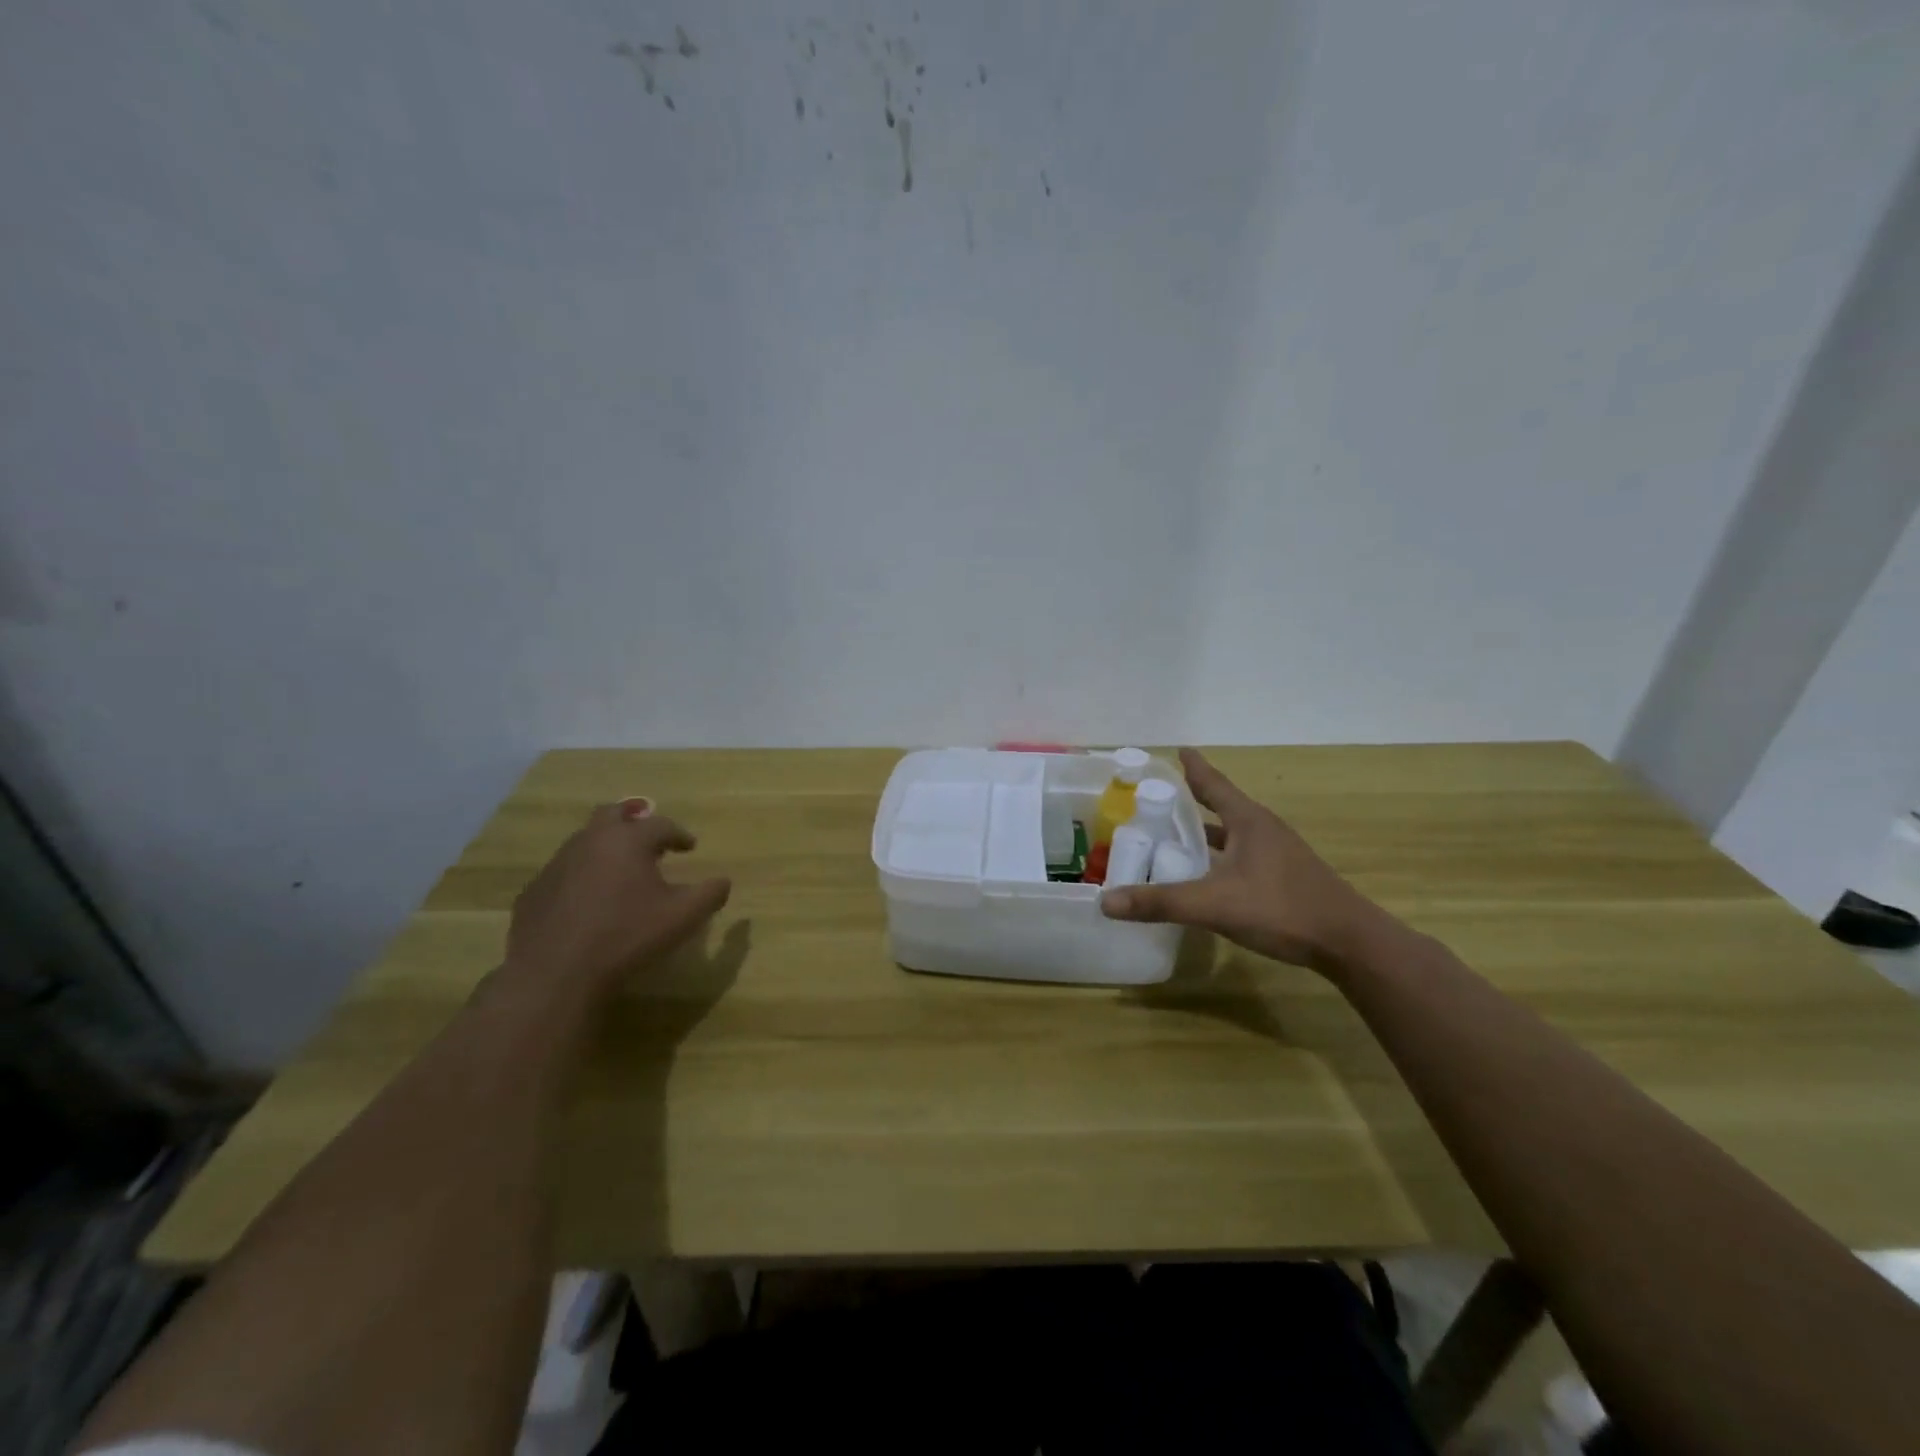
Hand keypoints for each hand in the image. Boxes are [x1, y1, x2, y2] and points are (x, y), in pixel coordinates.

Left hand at [503, 798, 731, 1003]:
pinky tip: (589, 901)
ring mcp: (556, 865)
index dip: (679, 835)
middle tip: (649, 840)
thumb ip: (710, 894)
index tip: (690, 847)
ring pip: (585, 842)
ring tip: (622, 871)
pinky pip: (564, 872)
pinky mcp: (534, 891)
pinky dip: (582, 876)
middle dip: (634, 822)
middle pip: (613, 815)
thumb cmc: (627, 936)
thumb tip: (723, 881)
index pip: (660, 825)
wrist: (555, 974)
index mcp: (628, 840)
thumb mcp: (683, 917)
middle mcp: (590, 841)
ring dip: (607, 848)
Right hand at [1099, 749, 1392, 973]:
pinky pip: (1240, 857)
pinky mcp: (1284, 878)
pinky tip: (1204, 876)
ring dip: (1204, 833)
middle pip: (1220, 806)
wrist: (1349, 943)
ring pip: (1231, 835)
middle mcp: (1263, 830)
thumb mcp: (1214, 904)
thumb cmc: (1282, 909)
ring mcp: (1277, 854)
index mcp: (1248, 821)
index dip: (1192, 767)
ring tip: (1172, 836)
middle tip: (1156, 799)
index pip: (1213, 783)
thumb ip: (1161, 902)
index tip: (1177, 750)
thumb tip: (1106, 901)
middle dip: (1190, 801)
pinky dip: (1217, 857)